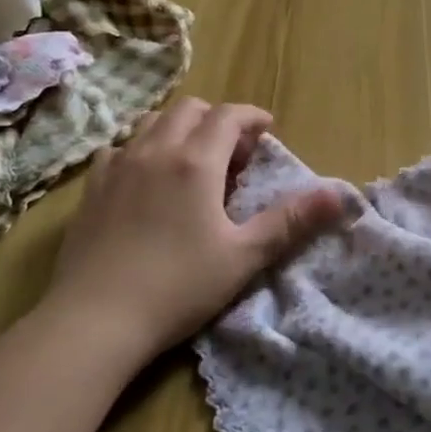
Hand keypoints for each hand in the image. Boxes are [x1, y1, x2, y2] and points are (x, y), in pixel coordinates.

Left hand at [44, 99, 348, 365]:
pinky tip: (146, 179)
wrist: (94, 321)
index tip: (267, 133)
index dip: (252, 117)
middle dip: (217, 120)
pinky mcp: (92, 189)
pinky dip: (142, 149)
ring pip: (152, 122)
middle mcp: (155, 150)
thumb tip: (339, 195)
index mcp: (195, 161)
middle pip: (190, 109)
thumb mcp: (244, 256)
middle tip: (234, 154)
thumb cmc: (178, 287)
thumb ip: (291, 221)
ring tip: (192, 162)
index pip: (229, 116)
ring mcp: (118, 166)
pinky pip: (120, 148)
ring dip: (180, 129)